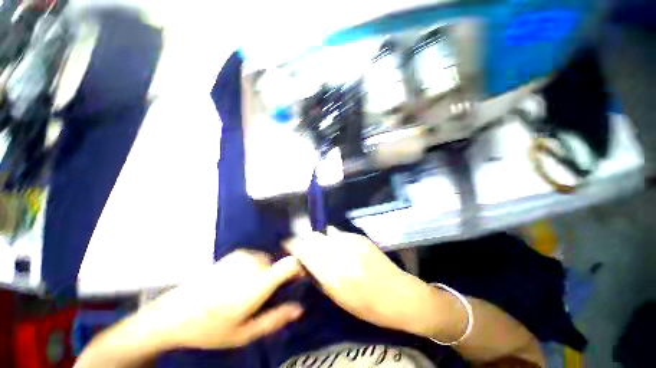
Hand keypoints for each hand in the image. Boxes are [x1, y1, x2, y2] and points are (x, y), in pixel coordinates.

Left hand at [143, 250, 303, 349]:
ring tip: (246, 291)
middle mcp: (251, 266)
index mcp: (254, 288)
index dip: (300, 268)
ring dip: (265, 275)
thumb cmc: (210, 329)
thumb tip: (300, 308)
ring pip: (269, 263)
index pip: (288, 266)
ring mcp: (243, 256)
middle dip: (276, 280)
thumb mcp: (243, 333)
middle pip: (279, 266)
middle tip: (262, 298)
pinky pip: (257, 258)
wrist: (175, 312)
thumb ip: (274, 320)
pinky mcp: (236, 253)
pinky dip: (255, 268)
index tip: (301, 278)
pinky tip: (238, 282)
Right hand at [284, 227, 440, 335]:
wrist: (399, 295)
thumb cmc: (368, 306)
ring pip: (326, 232)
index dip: (294, 245)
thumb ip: (321, 277)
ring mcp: (352, 243)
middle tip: (306, 247)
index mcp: (333, 275)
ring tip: (324, 247)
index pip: (306, 251)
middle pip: (314, 237)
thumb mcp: (339, 298)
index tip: (288, 244)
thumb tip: (308, 261)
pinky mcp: (361, 237)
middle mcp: (341, 254)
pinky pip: (340, 233)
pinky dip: (335, 238)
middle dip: (306, 240)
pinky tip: (339, 246)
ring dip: (321, 239)